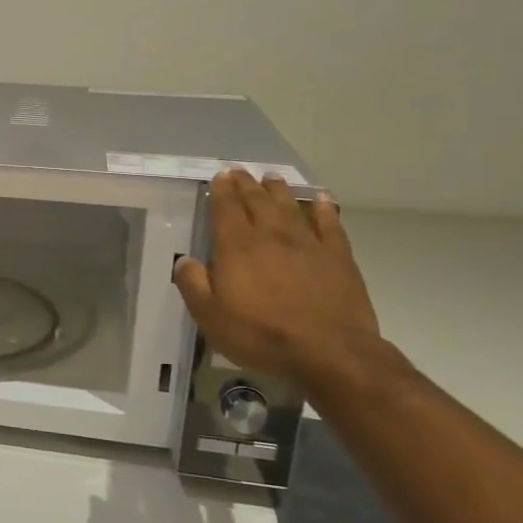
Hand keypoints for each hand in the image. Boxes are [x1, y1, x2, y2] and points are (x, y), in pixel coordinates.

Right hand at [172, 171, 382, 385]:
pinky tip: (321, 199)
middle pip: (256, 201)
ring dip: (278, 189)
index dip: (222, 190)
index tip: (220, 176)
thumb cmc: (261, 335)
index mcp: (237, 247)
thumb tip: (184, 261)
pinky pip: (329, 223)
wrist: (330, 352)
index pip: (226, 208)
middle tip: (240, 171)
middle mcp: (271, 235)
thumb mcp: (211, 317)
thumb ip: (193, 285)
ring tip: (271, 177)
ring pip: (290, 206)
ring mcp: (308, 243)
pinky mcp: (338, 256)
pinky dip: (323, 208)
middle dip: (246, 184)